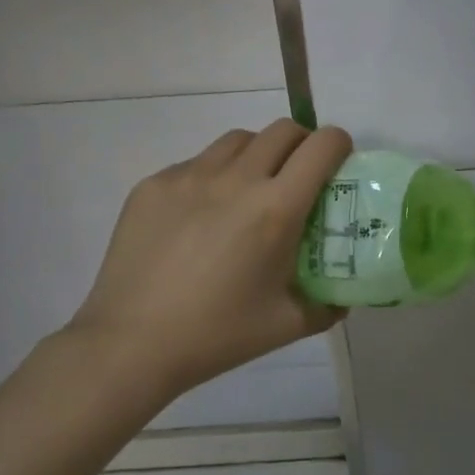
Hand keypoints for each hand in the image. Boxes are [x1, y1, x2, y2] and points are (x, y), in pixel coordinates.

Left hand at [66, 120, 352, 400]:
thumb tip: (343, 296)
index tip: (339, 164)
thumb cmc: (217, 335)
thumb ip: (327, 305)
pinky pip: (196, 163)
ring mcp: (189, 177)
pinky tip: (203, 217)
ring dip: (258, 154)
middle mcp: (235, 179)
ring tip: (251, 191)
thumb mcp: (287, 325)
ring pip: (238, 140)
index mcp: (275, 209)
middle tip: (299, 177)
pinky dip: (214, 176)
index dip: (339, 145)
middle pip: (282, 130)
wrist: (130, 344)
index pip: (322, 146)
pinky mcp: (153, 185)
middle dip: (302, 144)